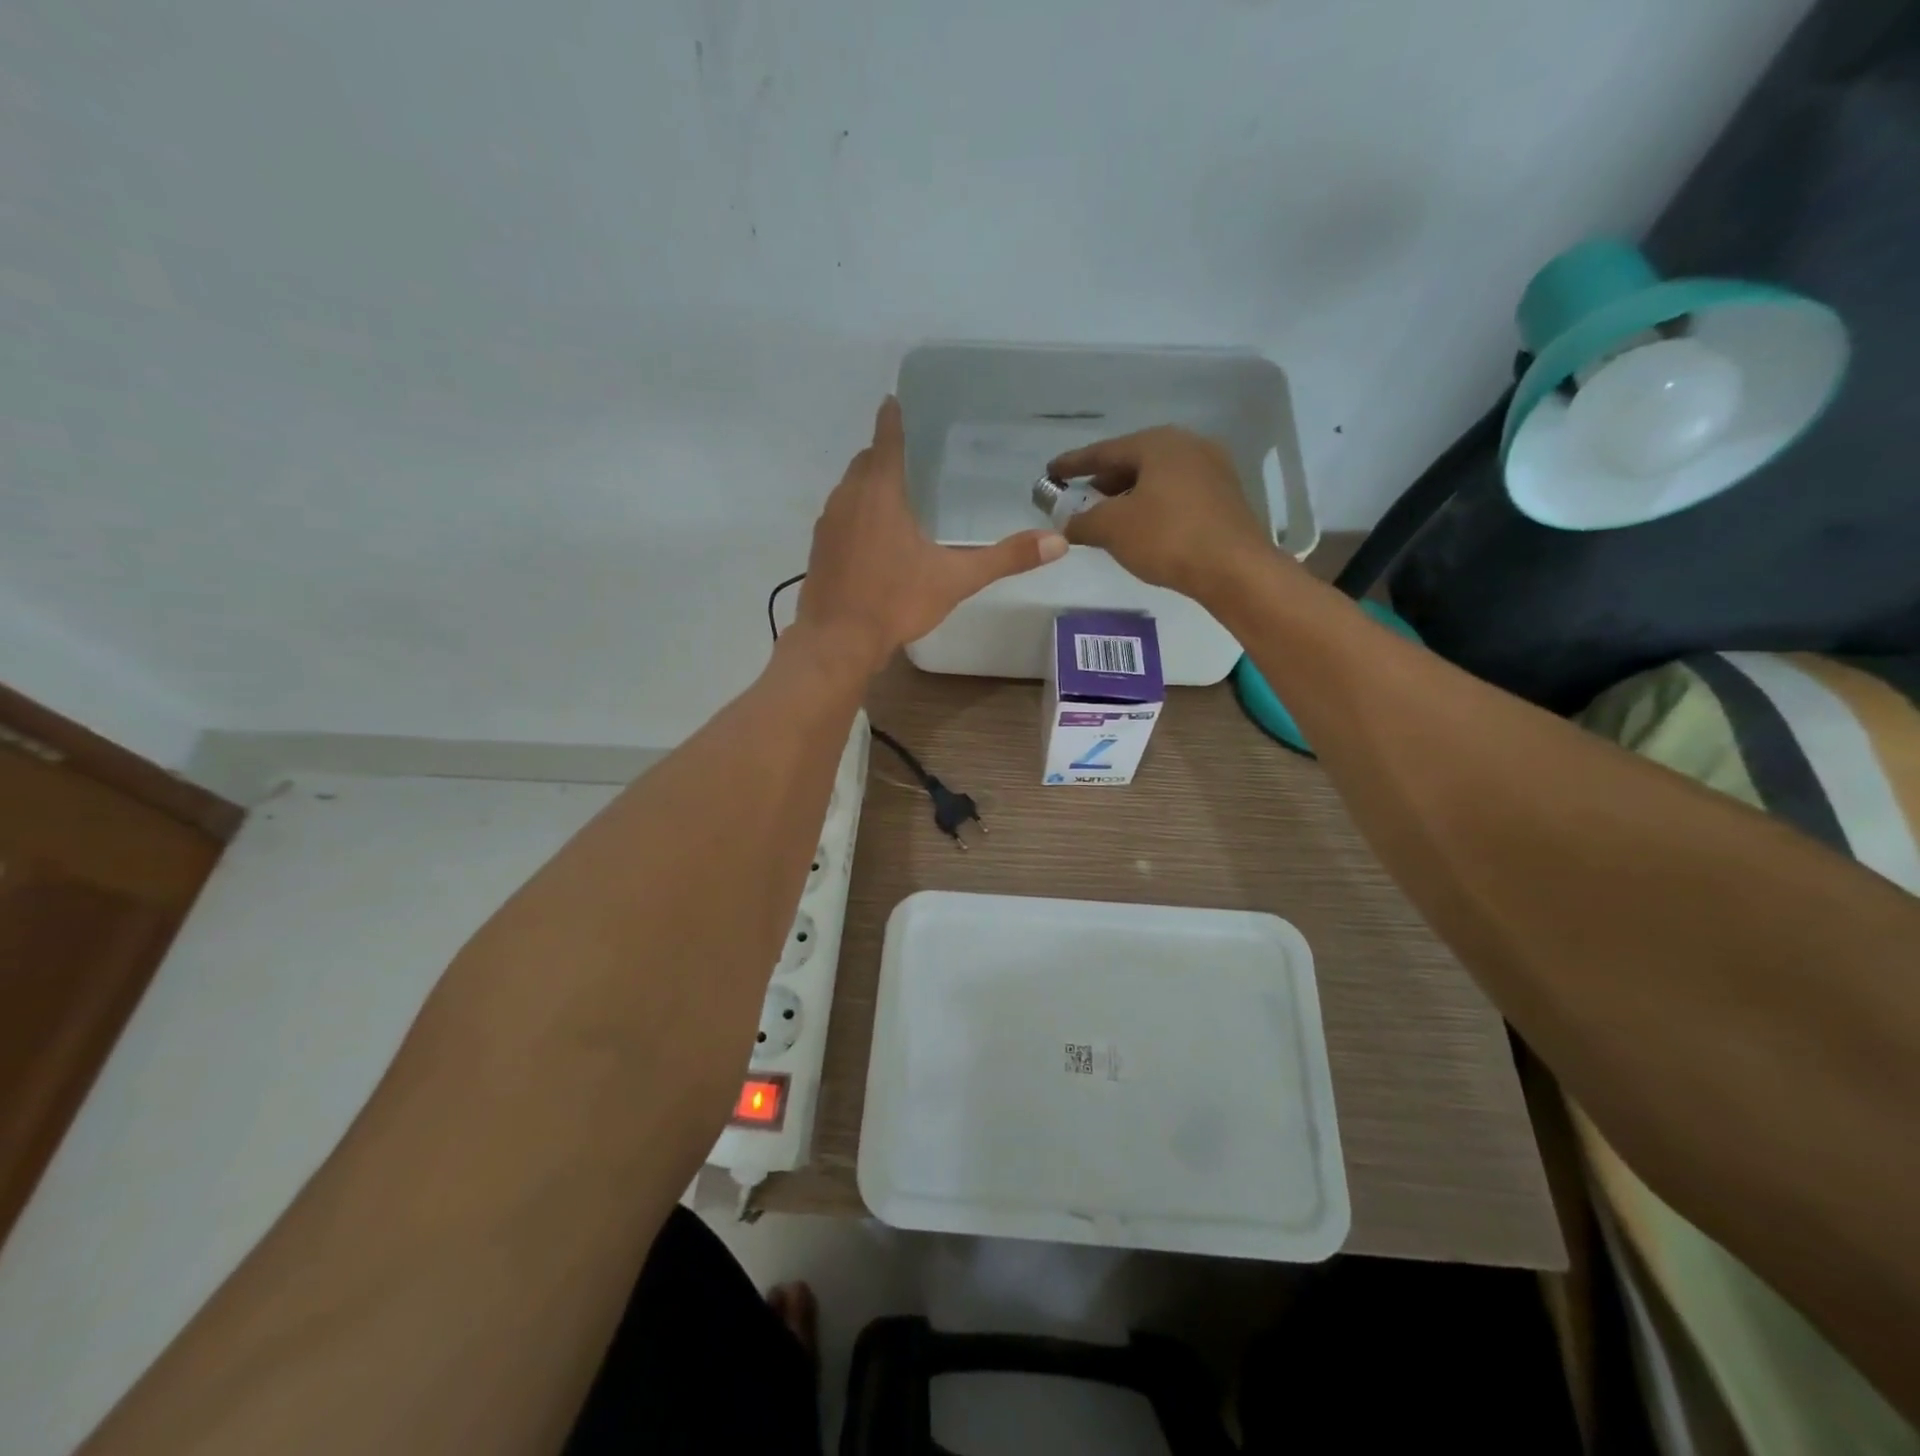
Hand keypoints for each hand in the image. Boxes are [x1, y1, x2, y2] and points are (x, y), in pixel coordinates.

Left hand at [796, 397, 1066, 671]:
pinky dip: (855, 515)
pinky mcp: (818, 550)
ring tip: (895, 496)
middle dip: (883, 454)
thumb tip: (1058, 542)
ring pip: (848, 489)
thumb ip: (1005, 558)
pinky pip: (838, 518)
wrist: (838, 642)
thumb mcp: (956, 579)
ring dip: (868, 486)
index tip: (895, 400)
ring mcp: (827, 524)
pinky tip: (872, 539)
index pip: (886, 439)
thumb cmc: (896, 601)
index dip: (893, 418)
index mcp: (880, 492)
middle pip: (865, 462)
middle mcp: (848, 498)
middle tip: (911, 457)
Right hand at [1047, 426, 1278, 601]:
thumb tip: (1066, 524)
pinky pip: (1176, 495)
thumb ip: (1083, 522)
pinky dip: (1152, 506)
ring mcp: (1212, 470)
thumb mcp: (1112, 529)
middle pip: (1134, 461)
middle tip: (1080, 498)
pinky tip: (1142, 528)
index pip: (1105, 450)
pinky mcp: (1225, 498)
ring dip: (1128, 496)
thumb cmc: (1167, 537)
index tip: (1051, 471)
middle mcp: (1188, 446)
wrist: (1234, 569)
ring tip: (1108, 517)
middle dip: (1103, 481)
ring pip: (1157, 479)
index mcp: (1159, 443)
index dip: (1074, 463)